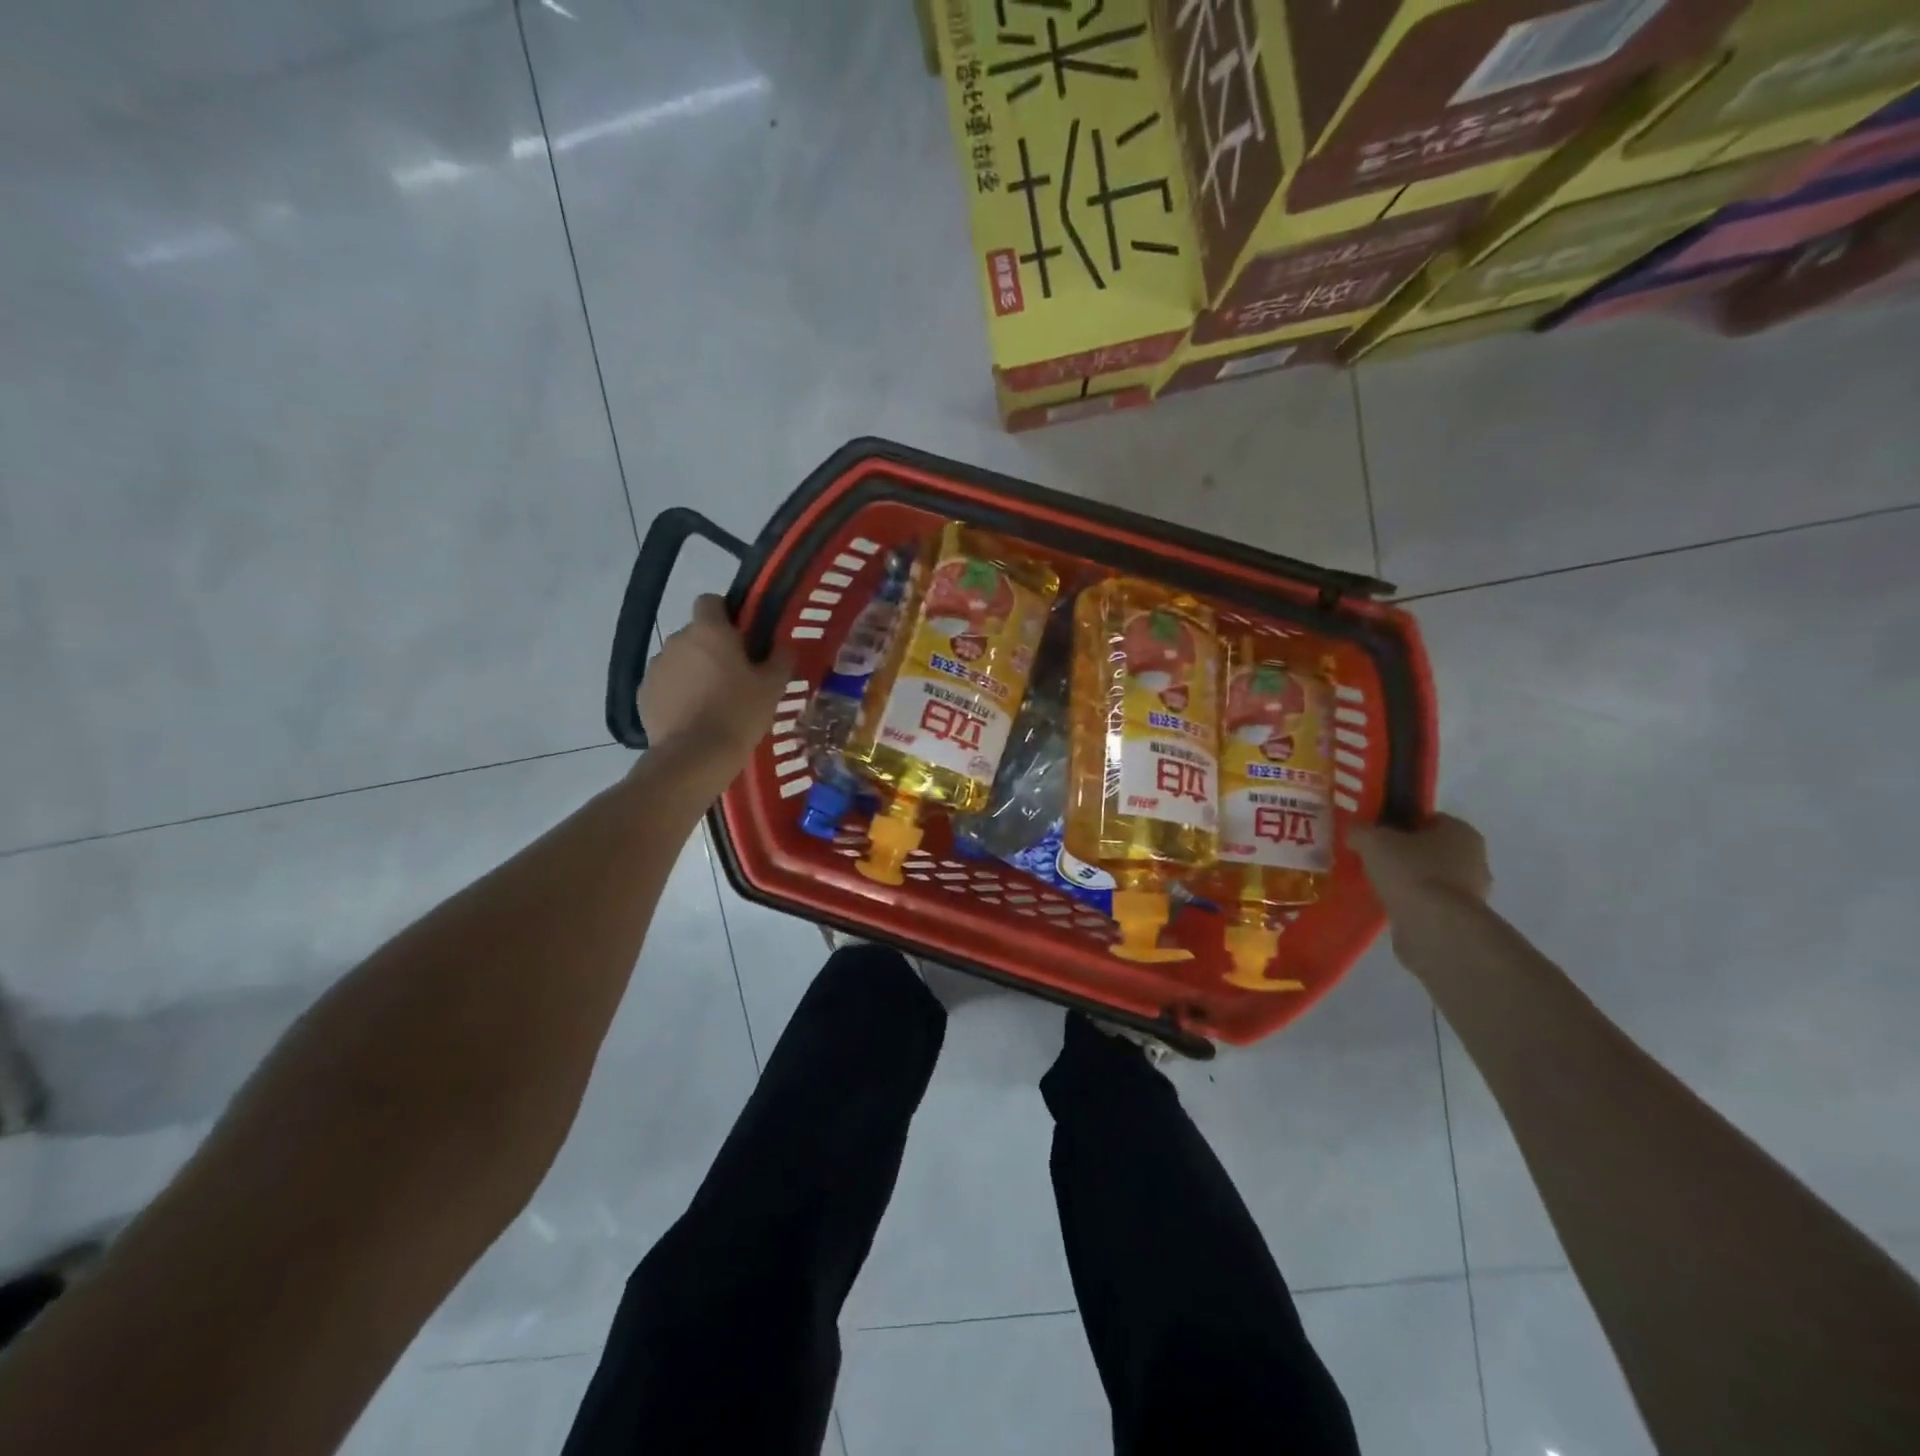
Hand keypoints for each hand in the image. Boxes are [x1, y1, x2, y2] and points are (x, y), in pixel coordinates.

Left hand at [638, 595, 794, 763]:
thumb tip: (784, 645)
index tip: (742, 638)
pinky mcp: (643, 694)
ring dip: (693, 672)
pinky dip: (677, 694)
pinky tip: (692, 718)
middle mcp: (677, 640)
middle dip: (711, 649)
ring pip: (679, 660)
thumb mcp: (773, 687)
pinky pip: (665, 685)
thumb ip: (780, 659)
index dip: (726, 614)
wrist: (695, 756)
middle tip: (734, 677)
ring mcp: (656, 667)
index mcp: (709, 630)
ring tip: (712, 702)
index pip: (711, 601)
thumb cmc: (739, 713)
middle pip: (696, 634)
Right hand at [1350, 814, 1492, 911]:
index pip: (1428, 819)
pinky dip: (1412, 904)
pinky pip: (1430, 903)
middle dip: (1404, 854)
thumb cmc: (1410, 871)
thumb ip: (1360, 830)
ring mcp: (1471, 893)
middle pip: (1430, 849)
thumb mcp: (1372, 840)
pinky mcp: (1461, 920)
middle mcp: (1474, 859)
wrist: (1434, 927)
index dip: (1400, 823)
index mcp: (1461, 832)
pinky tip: (1389, 906)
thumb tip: (1355, 831)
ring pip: (1430, 878)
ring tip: (1377, 885)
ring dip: (1408, 881)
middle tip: (1373, 859)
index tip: (1376, 834)